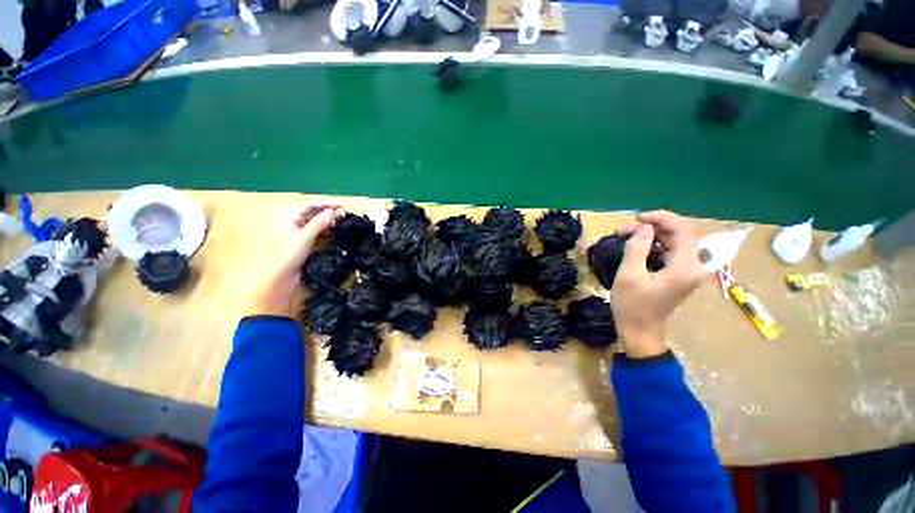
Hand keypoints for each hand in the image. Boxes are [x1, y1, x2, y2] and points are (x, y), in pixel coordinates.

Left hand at [246, 204, 342, 316]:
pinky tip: (334, 232)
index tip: (343, 206)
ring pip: (315, 223)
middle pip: (313, 213)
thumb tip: (334, 211)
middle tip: (344, 215)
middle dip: (328, 212)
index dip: (326, 204)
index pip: (310, 206)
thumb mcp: (304, 238)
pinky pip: (316, 233)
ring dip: (328, 221)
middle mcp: (293, 224)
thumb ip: (319, 223)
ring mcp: (297, 234)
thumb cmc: (287, 257)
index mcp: (289, 218)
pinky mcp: (303, 245)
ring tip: (342, 223)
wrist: (279, 280)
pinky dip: (326, 231)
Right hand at [611, 210, 704, 358]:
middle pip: (678, 234)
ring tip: (624, 235)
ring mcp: (687, 271)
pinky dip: (653, 245)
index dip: (661, 218)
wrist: (640, 331)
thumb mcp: (629, 276)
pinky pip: (669, 252)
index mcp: (684, 267)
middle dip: (651, 227)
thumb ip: (636, 248)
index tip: (636, 219)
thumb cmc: (632, 306)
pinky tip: (635, 246)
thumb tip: (643, 228)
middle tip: (622, 230)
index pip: (682, 230)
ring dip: (650, 235)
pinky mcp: (679, 275)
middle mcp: (692, 266)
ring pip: (673, 242)